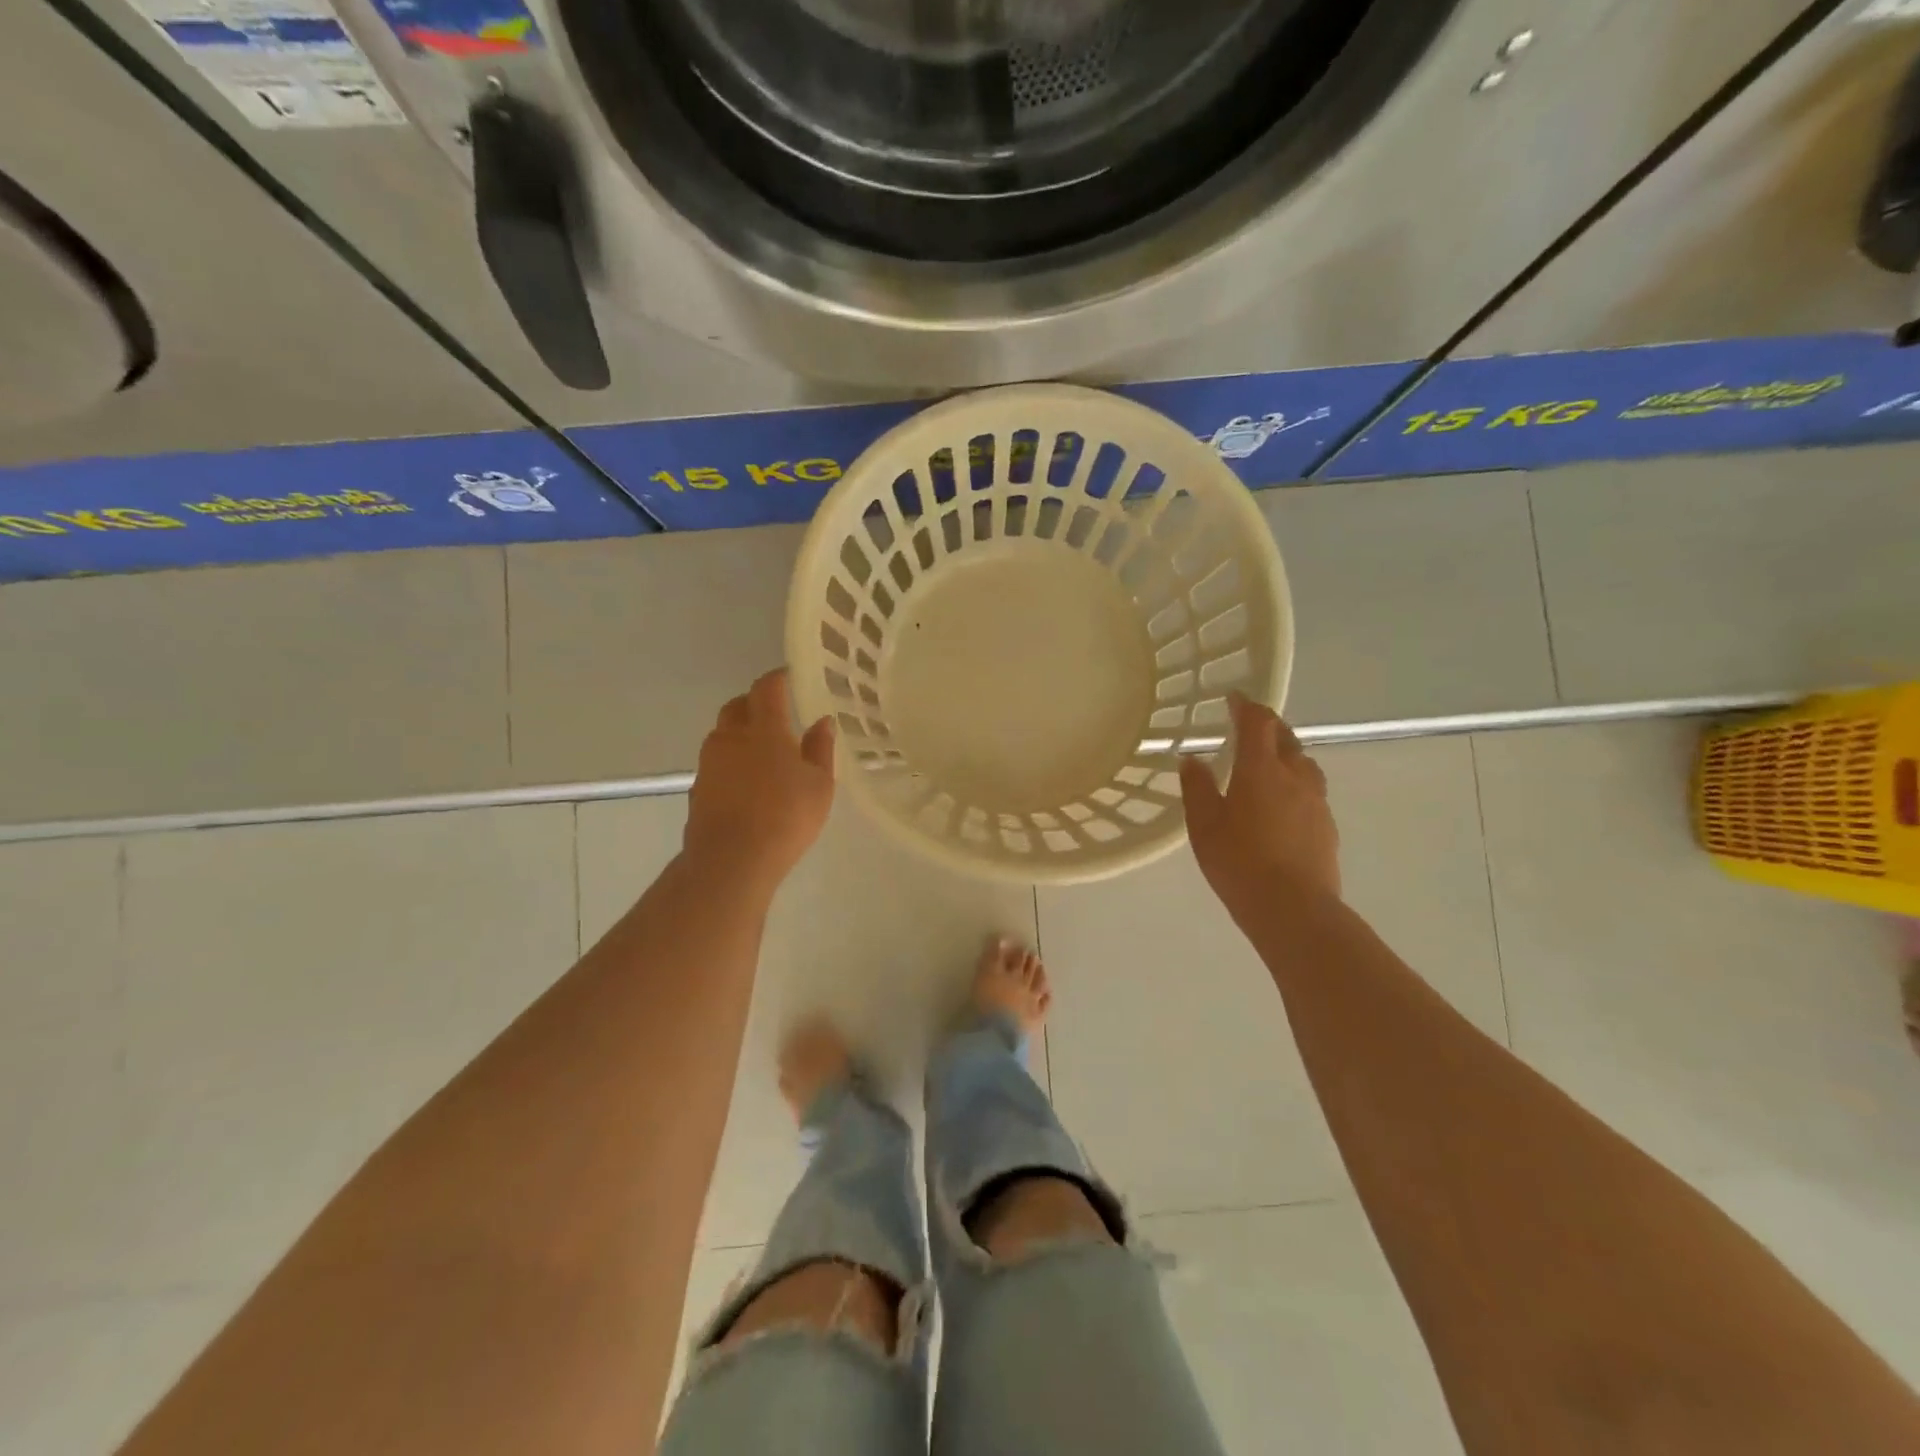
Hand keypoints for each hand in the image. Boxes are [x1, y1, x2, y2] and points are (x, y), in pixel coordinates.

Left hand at [685, 669, 834, 893]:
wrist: (732, 860)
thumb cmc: (786, 817)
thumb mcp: (819, 784)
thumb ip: (820, 749)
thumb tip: (822, 721)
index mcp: (764, 729)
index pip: (766, 689)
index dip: (778, 679)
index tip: (789, 677)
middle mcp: (730, 737)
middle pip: (738, 707)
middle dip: (755, 703)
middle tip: (776, 714)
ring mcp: (709, 763)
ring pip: (723, 734)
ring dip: (740, 733)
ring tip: (763, 752)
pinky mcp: (698, 788)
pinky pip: (716, 763)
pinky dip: (731, 762)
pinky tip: (747, 783)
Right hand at [1180, 691, 1339, 917]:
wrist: (1293, 909)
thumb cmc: (1239, 862)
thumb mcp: (1204, 825)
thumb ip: (1197, 788)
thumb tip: (1192, 759)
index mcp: (1261, 770)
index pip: (1257, 723)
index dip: (1246, 707)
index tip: (1234, 699)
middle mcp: (1294, 776)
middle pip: (1286, 738)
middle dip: (1268, 727)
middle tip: (1249, 727)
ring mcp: (1316, 802)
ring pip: (1303, 764)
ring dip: (1286, 753)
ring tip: (1268, 763)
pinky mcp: (1326, 826)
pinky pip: (1311, 791)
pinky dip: (1295, 783)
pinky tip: (1282, 803)